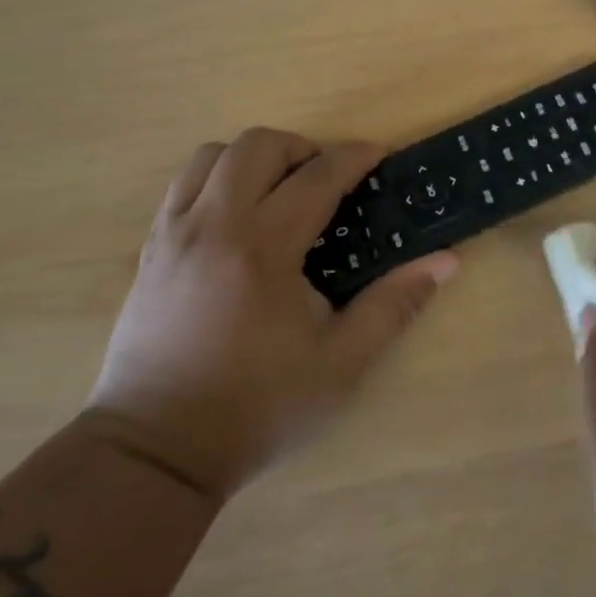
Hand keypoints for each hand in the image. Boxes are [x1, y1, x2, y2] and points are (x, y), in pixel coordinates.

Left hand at [88, 131, 456, 500]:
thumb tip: (445, 261)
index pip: (317, 176)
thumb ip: (394, 305)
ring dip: (256, 159)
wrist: (156, 451)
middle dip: (304, 149)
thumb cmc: (257, 407)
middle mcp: (214, 227)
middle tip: (329, 182)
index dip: (355, 156)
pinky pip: (183, 184)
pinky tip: (240, 217)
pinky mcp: (150, 249)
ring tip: (281, 193)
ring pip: (213, 155)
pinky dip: (218, 179)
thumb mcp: (341, 364)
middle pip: (258, 145)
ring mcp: (173, 234)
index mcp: (263, 251)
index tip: (380, 156)